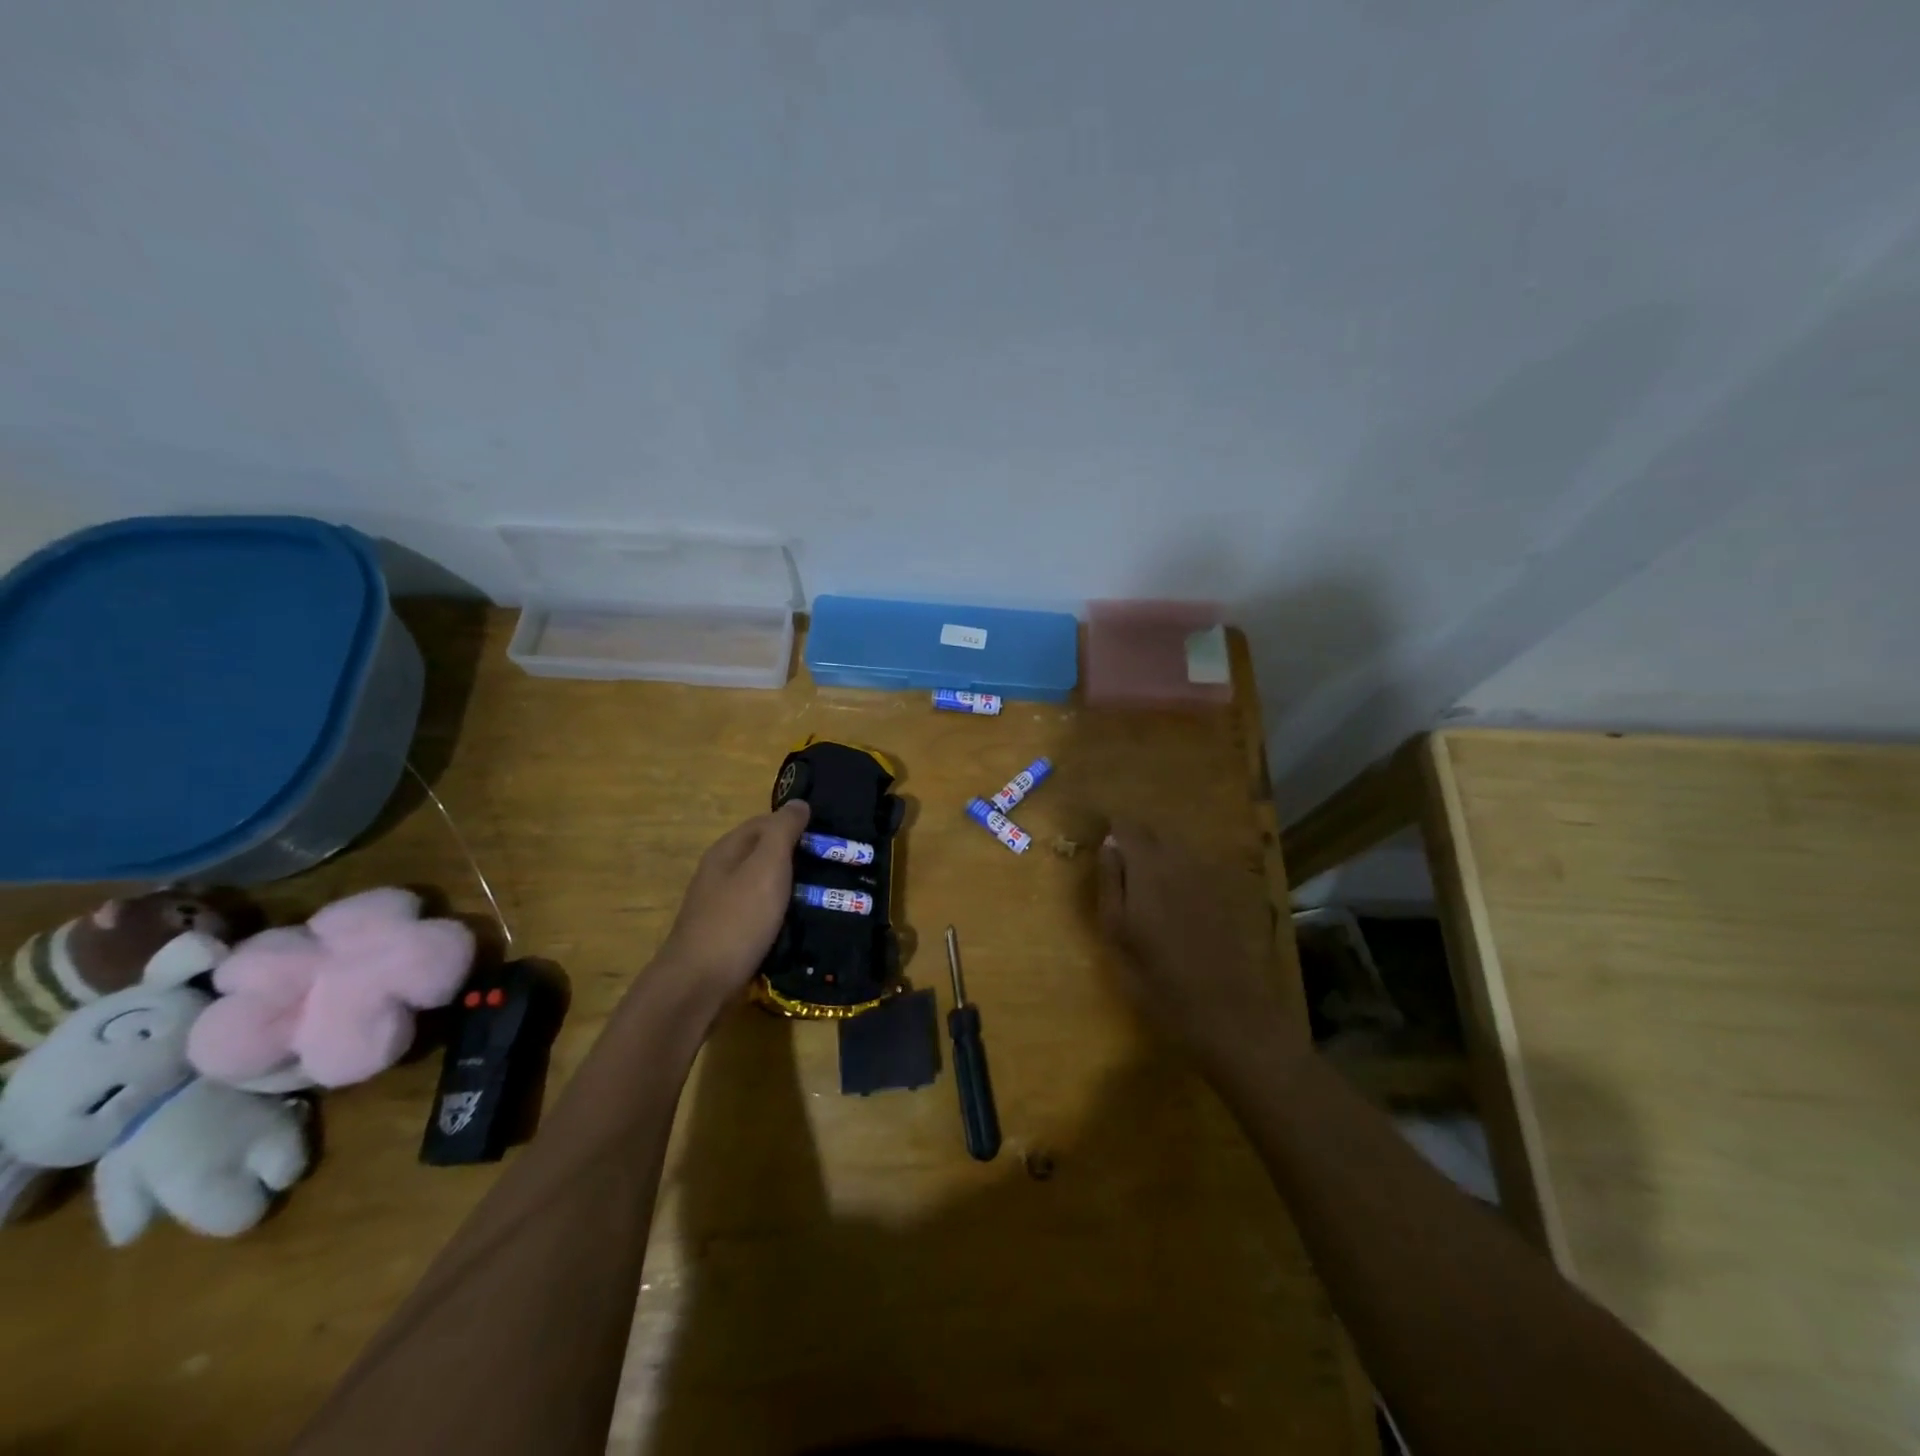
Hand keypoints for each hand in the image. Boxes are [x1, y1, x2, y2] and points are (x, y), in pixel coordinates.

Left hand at [658, 801, 810, 1010]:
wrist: (699, 984)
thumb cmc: (737, 918)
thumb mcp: (766, 866)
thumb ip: (783, 831)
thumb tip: (799, 803)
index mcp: (728, 850)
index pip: (765, 823)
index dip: (797, 824)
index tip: (831, 836)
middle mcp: (721, 873)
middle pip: (765, 855)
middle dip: (799, 858)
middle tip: (837, 868)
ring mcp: (722, 907)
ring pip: (765, 887)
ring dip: (794, 889)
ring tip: (828, 897)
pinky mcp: (728, 937)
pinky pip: (762, 916)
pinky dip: (783, 916)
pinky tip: (802, 926)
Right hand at [1097, 822, 1293, 1067]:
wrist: (1230, 1013)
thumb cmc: (1159, 980)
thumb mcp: (1118, 935)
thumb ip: (1111, 883)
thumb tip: (1108, 845)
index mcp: (1149, 867)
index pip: (1127, 826)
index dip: (1112, 833)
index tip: (1102, 852)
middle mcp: (1181, 860)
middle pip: (1153, 834)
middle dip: (1135, 846)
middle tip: (1121, 877)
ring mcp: (1209, 875)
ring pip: (1176, 850)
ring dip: (1158, 860)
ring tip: (1147, 895)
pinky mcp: (1229, 893)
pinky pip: (1196, 869)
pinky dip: (1181, 877)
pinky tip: (1177, 909)